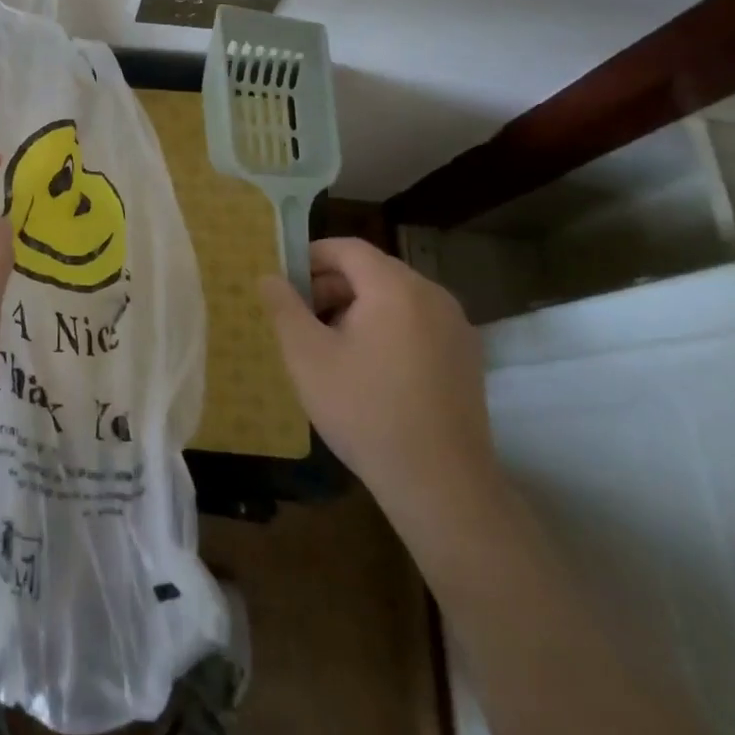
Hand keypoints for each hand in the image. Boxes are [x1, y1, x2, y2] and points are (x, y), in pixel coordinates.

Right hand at [258, 238, 505, 536]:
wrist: (442, 486)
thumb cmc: (365, 411)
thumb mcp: (307, 357)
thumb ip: (284, 307)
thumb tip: (269, 276)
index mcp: (395, 287)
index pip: (347, 248)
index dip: (311, 257)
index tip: (284, 282)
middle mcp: (432, 295)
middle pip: (373, 270)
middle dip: (331, 284)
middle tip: (299, 315)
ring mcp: (455, 327)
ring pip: (395, 297)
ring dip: (358, 306)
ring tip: (328, 342)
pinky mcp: (465, 357)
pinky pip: (417, 322)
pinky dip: (387, 327)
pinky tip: (367, 366)